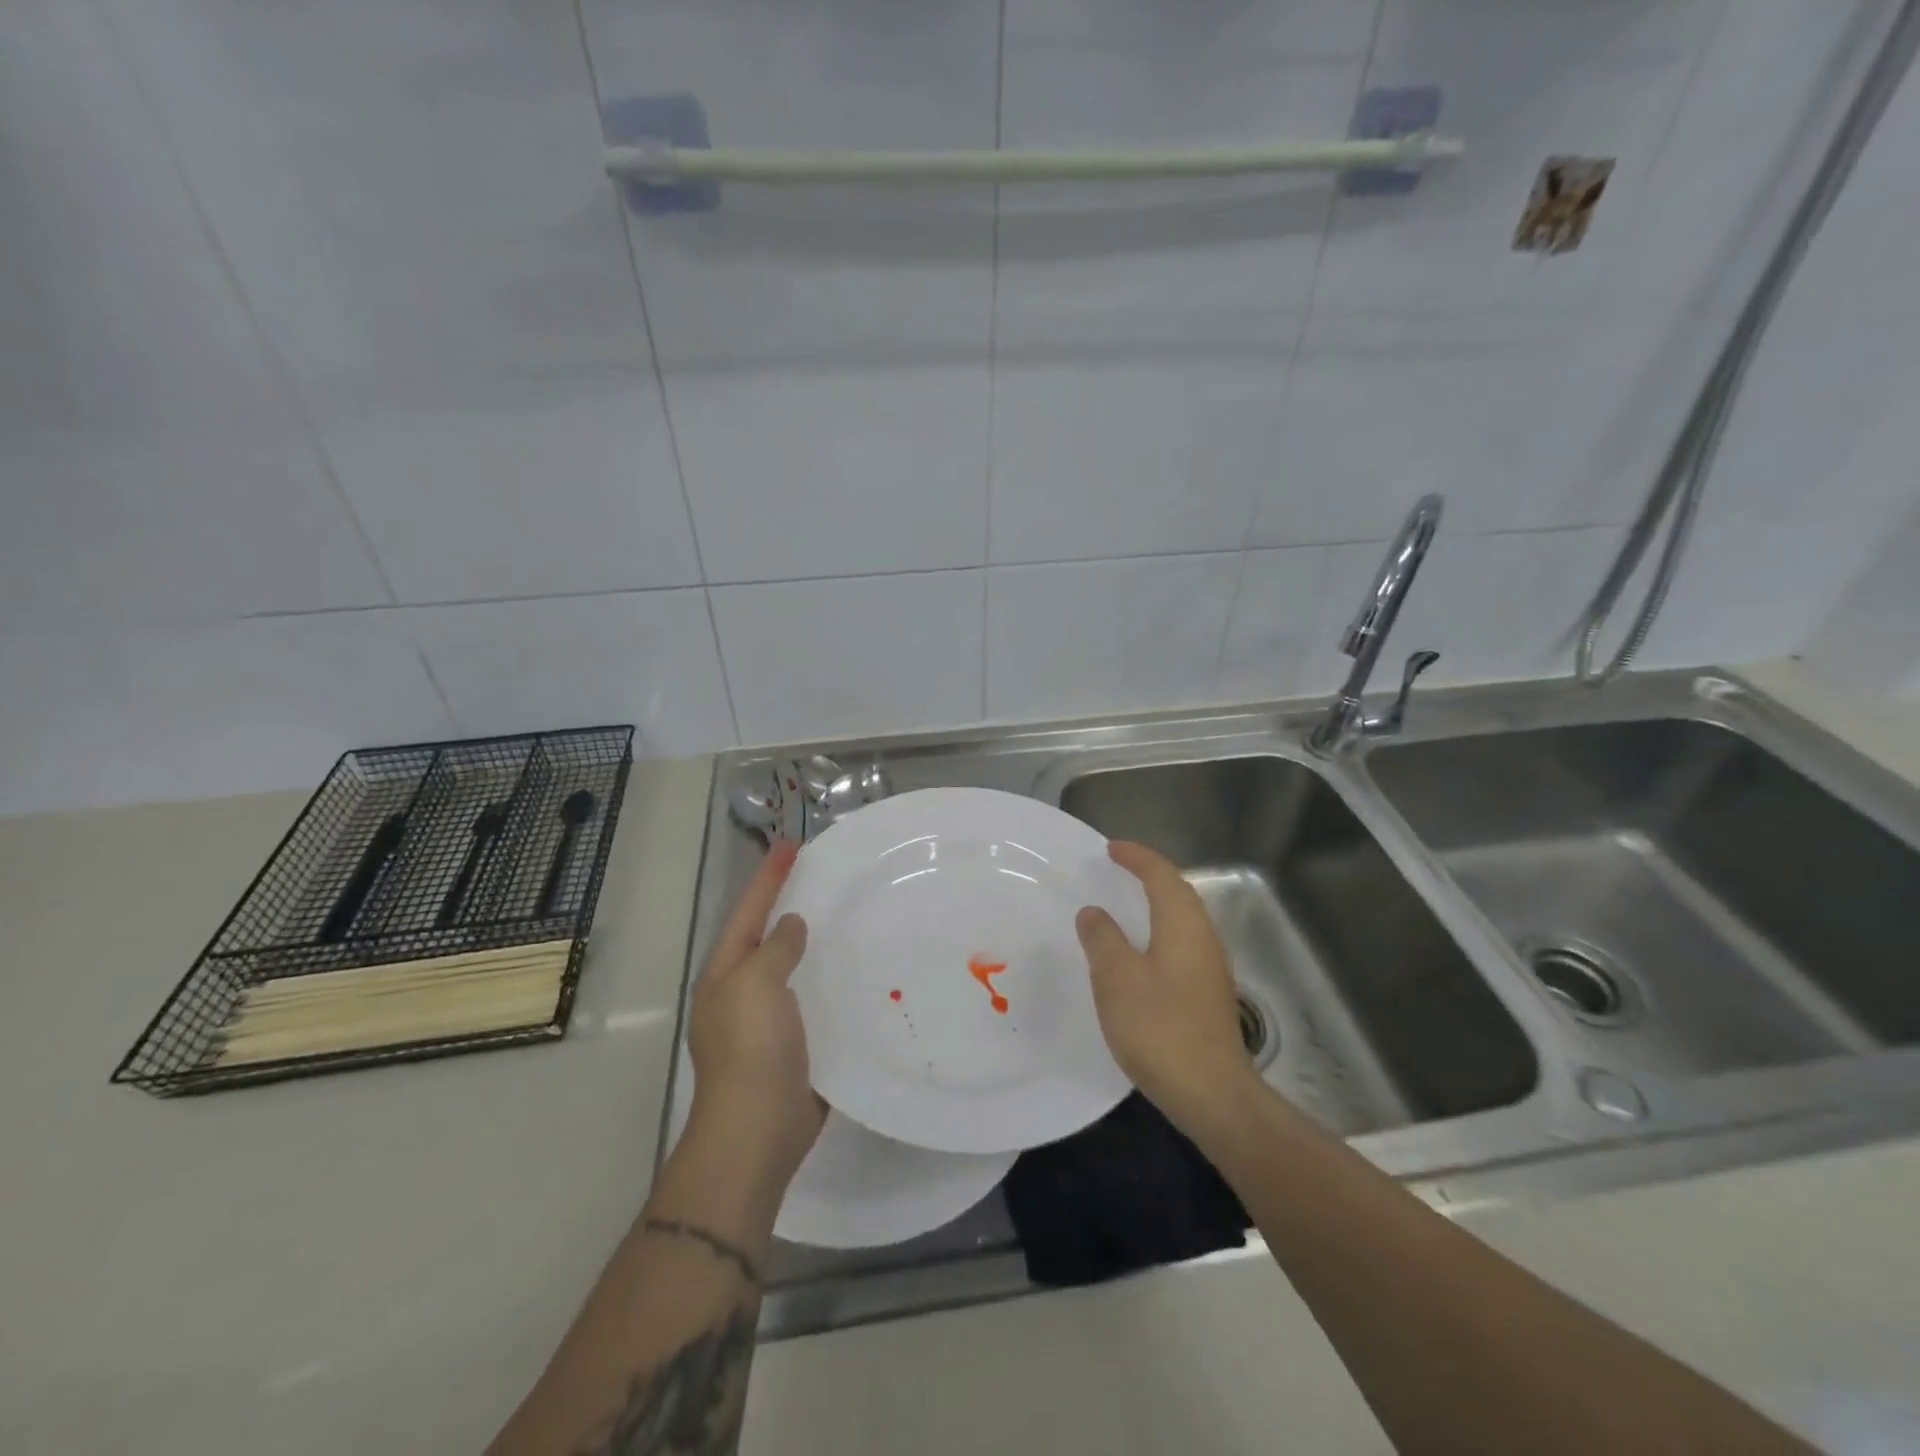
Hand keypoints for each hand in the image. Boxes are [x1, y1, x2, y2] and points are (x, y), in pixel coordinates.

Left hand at [686, 841, 826, 1186]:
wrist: (758, 1132)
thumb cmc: (752, 1050)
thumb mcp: (757, 985)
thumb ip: (775, 949)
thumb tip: (791, 925)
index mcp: (726, 974)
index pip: (749, 912)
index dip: (769, 877)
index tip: (792, 845)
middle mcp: (743, 992)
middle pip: (768, 936)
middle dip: (790, 904)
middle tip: (824, 875)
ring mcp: (769, 1020)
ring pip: (794, 967)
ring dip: (814, 942)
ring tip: (847, 914)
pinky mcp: (796, 1044)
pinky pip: (814, 998)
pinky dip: (831, 979)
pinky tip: (858, 970)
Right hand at [1075, 841, 1251, 1128]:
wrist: (1212, 1094)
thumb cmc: (1159, 1028)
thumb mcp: (1117, 979)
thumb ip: (1103, 940)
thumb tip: (1093, 912)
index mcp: (1183, 925)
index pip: (1161, 875)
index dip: (1137, 857)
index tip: (1111, 848)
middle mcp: (1203, 938)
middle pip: (1179, 892)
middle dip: (1150, 874)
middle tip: (1119, 868)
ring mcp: (1211, 967)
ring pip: (1183, 919)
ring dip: (1157, 902)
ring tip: (1127, 903)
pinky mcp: (1209, 993)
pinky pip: (1183, 943)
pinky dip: (1161, 930)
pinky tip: (1142, 952)